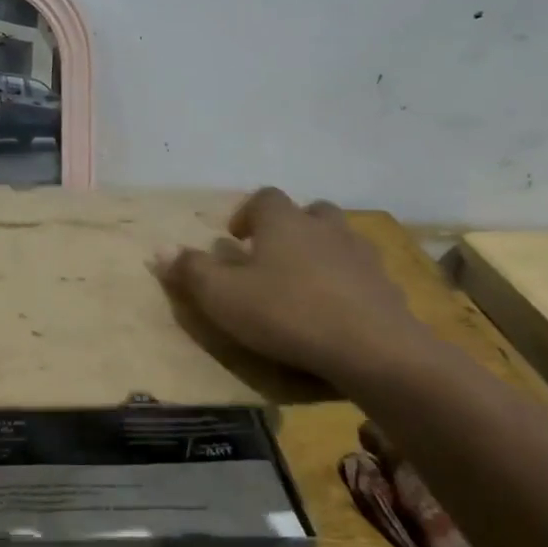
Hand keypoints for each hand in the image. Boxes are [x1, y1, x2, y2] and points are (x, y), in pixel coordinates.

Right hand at [158, 188, 439, 387]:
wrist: (373, 349)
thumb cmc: (286, 313)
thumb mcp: (222, 296)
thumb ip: (190, 270)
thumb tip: (160, 249)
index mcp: (283, 221)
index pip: (264, 198)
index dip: (247, 214)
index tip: (235, 239)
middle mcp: (325, 228)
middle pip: (308, 212)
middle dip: (290, 228)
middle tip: (272, 257)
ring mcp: (362, 255)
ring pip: (340, 239)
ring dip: (322, 252)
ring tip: (306, 283)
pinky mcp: (388, 287)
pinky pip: (363, 275)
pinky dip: (349, 284)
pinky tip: (338, 312)